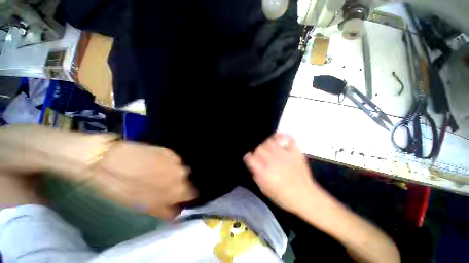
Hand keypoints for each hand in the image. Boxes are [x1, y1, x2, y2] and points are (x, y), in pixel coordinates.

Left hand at [86, 141, 197, 219]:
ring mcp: (176, 160)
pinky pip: (173, 160)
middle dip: (176, 183)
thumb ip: (164, 211)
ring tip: (157, 173)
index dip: (185, 196)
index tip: (176, 197)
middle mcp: (182, 173)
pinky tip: (154, 163)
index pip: (192, 194)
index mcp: (178, 190)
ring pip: (179, 169)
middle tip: (162, 185)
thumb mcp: (143, 208)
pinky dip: (167, 163)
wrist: (110, 161)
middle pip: (186, 180)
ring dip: (171, 172)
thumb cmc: (124, 190)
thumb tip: (176, 213)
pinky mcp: (169, 151)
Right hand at [243, 133, 318, 213]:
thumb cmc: (282, 196)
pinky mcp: (294, 152)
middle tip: (260, 156)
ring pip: (270, 141)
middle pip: (259, 148)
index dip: (248, 157)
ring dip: (267, 144)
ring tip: (269, 149)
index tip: (249, 158)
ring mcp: (284, 155)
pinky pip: (287, 139)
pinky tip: (279, 139)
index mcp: (264, 172)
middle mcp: (273, 161)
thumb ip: (256, 174)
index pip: (251, 158)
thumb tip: (252, 163)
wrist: (304, 196)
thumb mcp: (264, 189)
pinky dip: (282, 137)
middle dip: (257, 151)